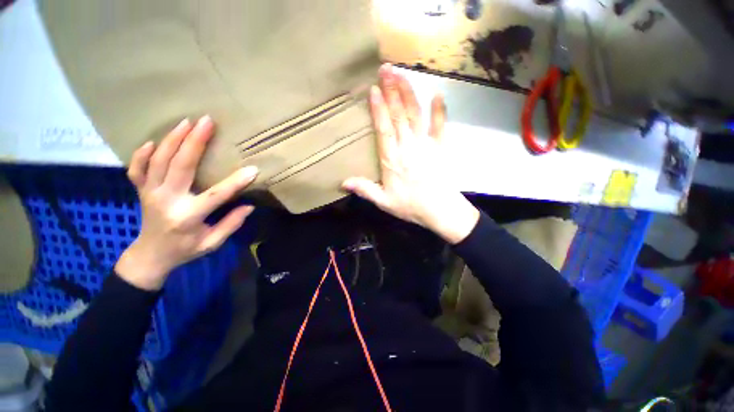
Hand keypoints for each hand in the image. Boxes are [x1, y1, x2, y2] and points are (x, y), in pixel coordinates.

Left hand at [115, 116, 257, 289]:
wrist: (150, 256)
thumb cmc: (185, 249)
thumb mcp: (213, 243)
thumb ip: (231, 224)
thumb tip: (249, 206)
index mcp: (188, 216)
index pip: (217, 195)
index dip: (236, 182)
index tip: (253, 169)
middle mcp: (167, 200)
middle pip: (181, 166)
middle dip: (195, 142)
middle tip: (207, 122)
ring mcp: (150, 193)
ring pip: (158, 161)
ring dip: (172, 139)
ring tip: (187, 122)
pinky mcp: (141, 190)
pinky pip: (137, 169)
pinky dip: (142, 154)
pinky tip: (152, 141)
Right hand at [343, 64, 478, 243]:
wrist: (440, 211)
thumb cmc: (411, 206)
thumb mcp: (384, 202)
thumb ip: (365, 190)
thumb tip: (343, 182)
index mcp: (393, 160)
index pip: (384, 129)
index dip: (379, 109)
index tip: (374, 90)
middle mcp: (408, 148)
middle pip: (399, 116)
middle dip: (392, 92)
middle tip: (386, 69)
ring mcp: (426, 145)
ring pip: (416, 115)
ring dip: (409, 94)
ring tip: (402, 74)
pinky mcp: (440, 147)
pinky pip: (441, 125)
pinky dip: (439, 110)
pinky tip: (438, 94)